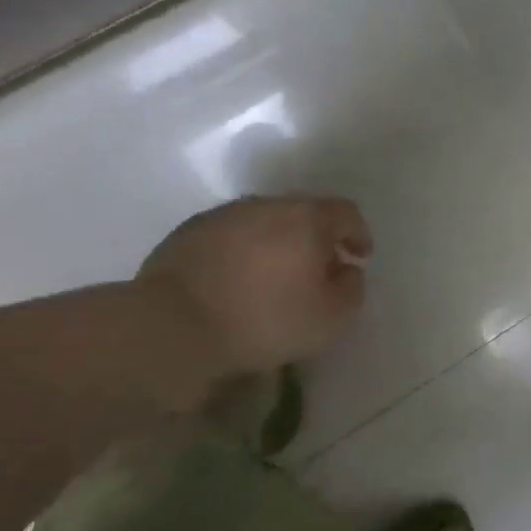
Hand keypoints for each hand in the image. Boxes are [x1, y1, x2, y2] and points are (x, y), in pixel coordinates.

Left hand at [137, 196, 371, 374]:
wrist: (172, 326)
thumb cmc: (264, 320)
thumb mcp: (330, 317)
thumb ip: (351, 288)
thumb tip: (347, 271)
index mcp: (307, 219)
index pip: (346, 213)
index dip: (358, 233)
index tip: (359, 256)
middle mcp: (267, 205)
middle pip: (304, 213)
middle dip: (317, 238)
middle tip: (319, 269)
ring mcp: (223, 216)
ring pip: (264, 222)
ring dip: (277, 243)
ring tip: (275, 277)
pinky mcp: (188, 233)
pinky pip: (230, 236)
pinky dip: (242, 252)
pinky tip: (236, 281)